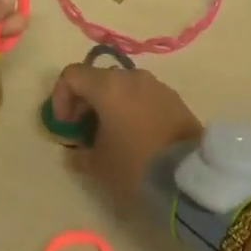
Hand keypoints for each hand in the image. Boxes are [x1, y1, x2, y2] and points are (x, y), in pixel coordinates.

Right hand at [49, 63, 203, 207]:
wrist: (190, 175)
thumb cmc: (135, 165)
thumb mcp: (98, 166)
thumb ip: (80, 153)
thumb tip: (76, 151)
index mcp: (107, 86)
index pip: (72, 75)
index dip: (61, 97)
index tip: (64, 124)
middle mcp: (131, 77)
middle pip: (97, 78)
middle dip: (85, 101)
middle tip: (83, 129)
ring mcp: (155, 85)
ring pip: (122, 86)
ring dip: (109, 104)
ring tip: (110, 133)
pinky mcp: (174, 98)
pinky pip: (143, 95)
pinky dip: (131, 107)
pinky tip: (135, 135)